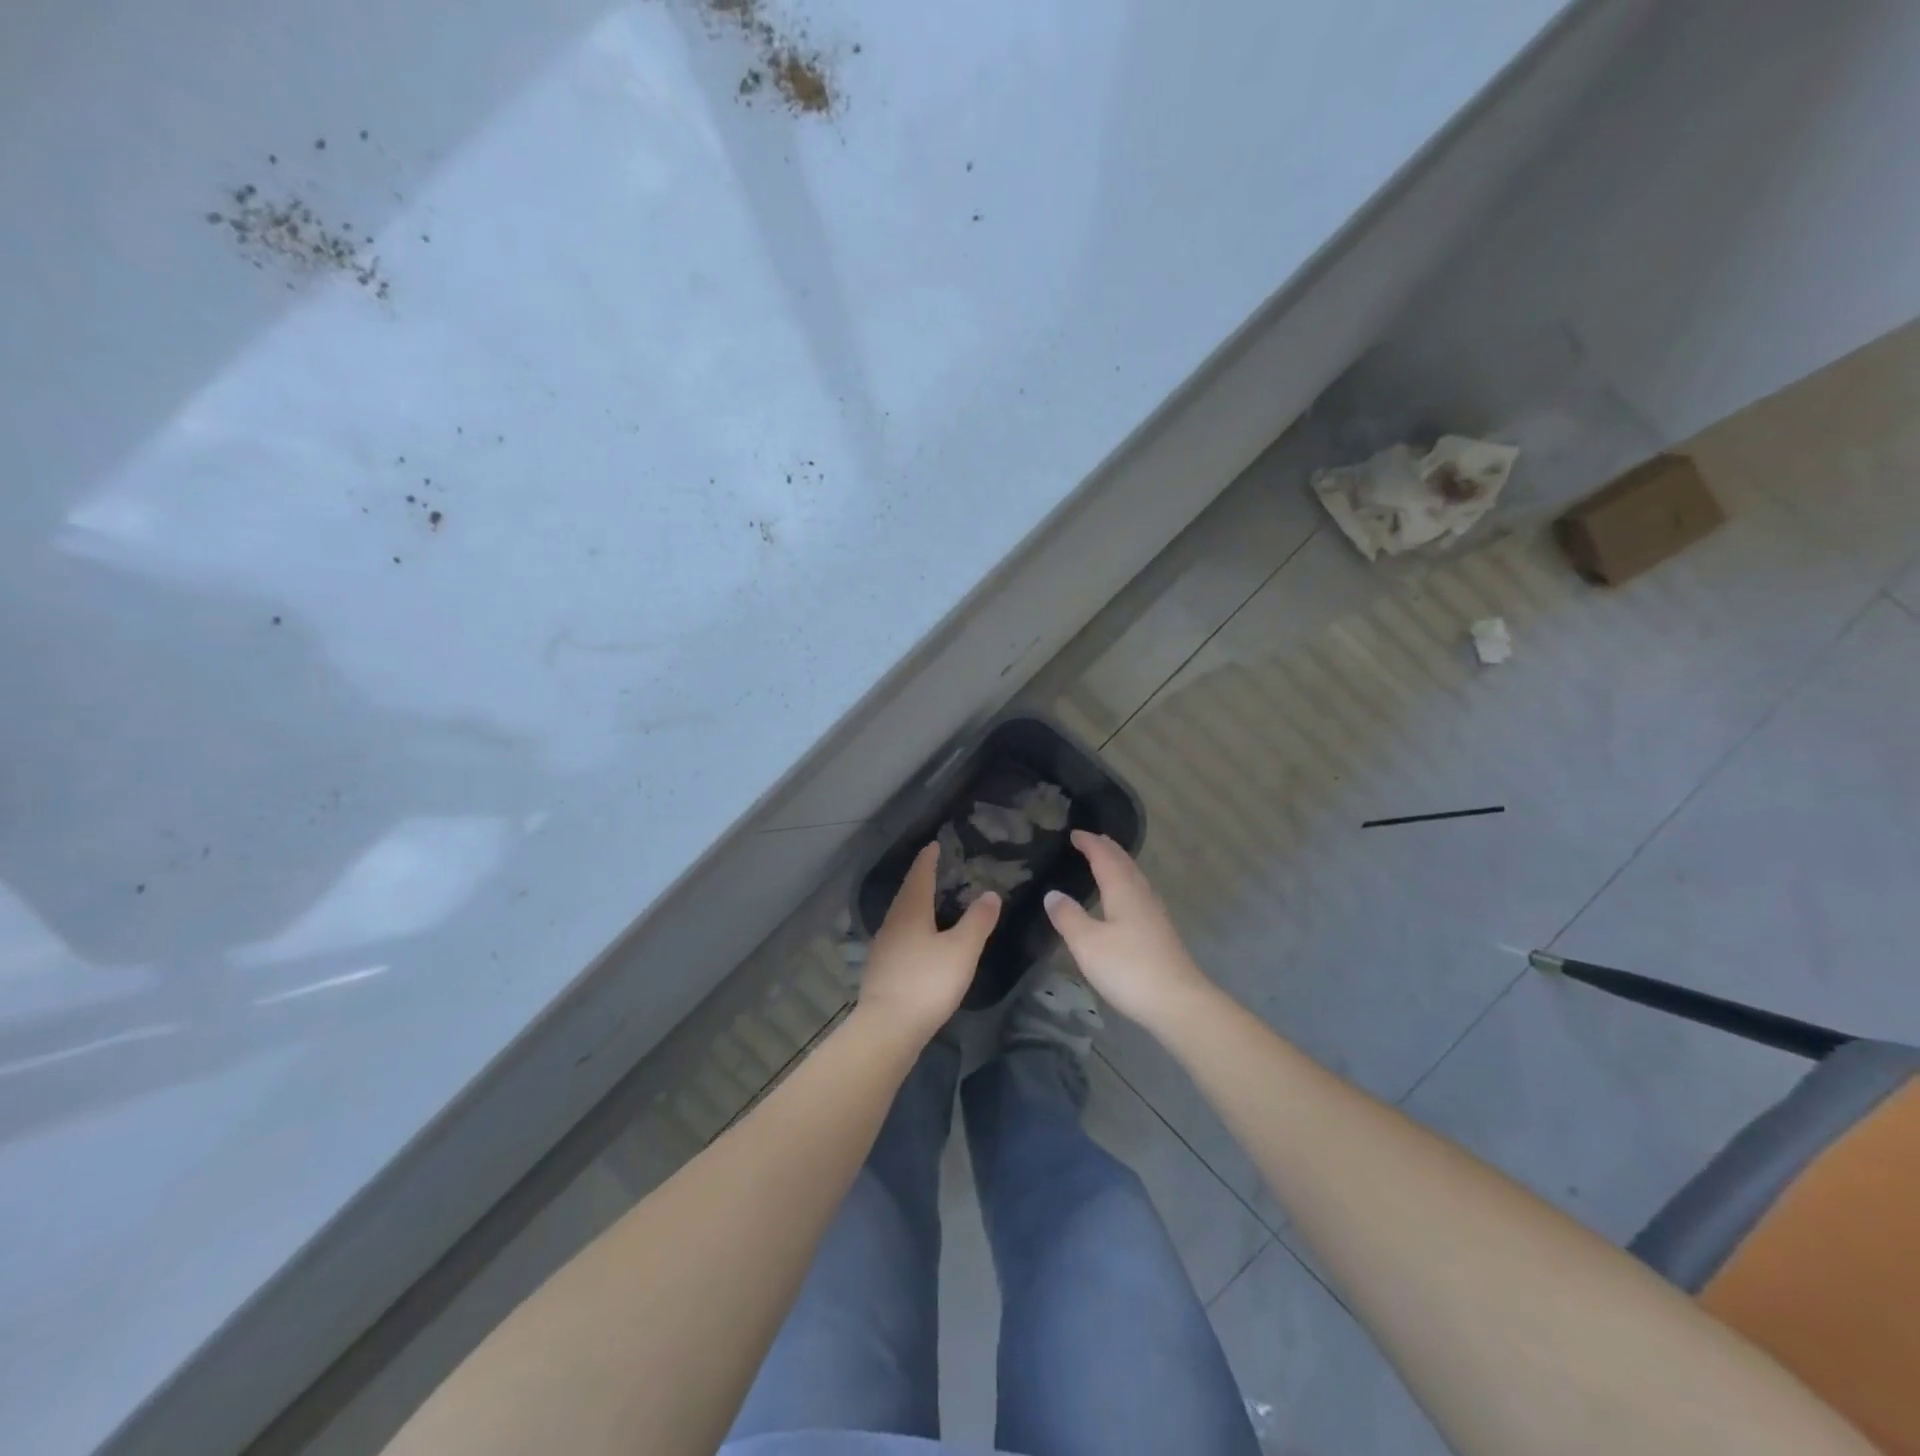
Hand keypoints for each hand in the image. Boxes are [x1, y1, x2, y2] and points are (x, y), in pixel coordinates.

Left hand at [857, 841, 1000, 1043]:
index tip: (935, 845)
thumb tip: (990, 893)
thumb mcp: (961, 950)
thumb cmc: (927, 983)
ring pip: (901, 915)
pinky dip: (911, 926)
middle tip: (936, 869)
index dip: (928, 859)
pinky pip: (899, 935)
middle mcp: (892, 922)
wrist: (887, 1028)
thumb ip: (978, 921)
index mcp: (910, 910)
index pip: (920, 875)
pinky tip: (920, 939)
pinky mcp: (881, 968)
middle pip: (907, 893)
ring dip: (915, 903)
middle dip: (921, 879)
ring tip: (931, 901)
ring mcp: (883, 946)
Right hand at [1044, 830, 1212, 1026]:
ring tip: (1106, 862)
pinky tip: (1125, 899)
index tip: (1074, 833)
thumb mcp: (1087, 943)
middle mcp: (1142, 895)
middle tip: (1091, 840)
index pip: (1104, 857)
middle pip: (1124, 863)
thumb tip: (1053, 893)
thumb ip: (1068, 916)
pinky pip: (1140, 894)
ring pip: (1135, 878)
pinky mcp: (1161, 932)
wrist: (1178, 1002)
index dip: (1089, 843)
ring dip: (1119, 865)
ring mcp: (1155, 914)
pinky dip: (1127, 884)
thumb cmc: (1128, 968)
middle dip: (1107, 849)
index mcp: (1123, 890)